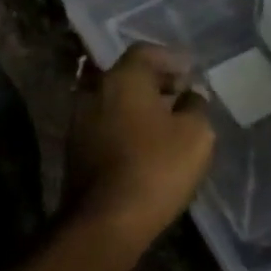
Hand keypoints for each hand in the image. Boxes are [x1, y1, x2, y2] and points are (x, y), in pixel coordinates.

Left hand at [66, 43, 215, 248]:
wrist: (105, 218)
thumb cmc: (156, 168)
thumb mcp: (196, 135)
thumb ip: (196, 106)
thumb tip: (190, 95)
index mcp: (121, 78)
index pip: (144, 52)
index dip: (170, 59)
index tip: (189, 73)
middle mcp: (93, 92)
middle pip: (124, 75)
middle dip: (152, 82)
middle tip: (178, 94)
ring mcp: (78, 121)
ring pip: (111, 101)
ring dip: (136, 106)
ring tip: (164, 121)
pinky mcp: (74, 150)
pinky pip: (103, 125)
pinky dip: (123, 126)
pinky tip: (142, 143)